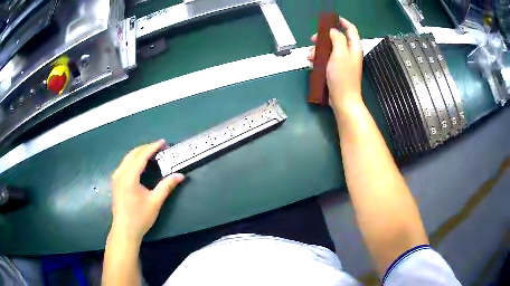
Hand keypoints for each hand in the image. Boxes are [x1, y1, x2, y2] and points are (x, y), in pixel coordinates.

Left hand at [110, 140, 184, 242]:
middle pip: (133, 154)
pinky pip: (125, 164)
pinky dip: (134, 160)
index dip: (152, 147)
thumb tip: (180, 175)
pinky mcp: (116, 181)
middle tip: (159, 147)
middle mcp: (120, 173)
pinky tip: (141, 164)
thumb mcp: (155, 202)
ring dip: (139, 153)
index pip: (141, 156)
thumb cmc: (140, 217)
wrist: (124, 230)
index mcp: (129, 176)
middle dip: (146, 148)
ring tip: (152, 153)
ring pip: (128, 158)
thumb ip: (167, 186)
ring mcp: (116, 177)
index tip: (163, 142)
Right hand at [308, 17, 363, 115]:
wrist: (343, 100)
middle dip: (324, 37)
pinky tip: (312, 62)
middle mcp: (349, 53)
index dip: (343, 22)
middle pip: (337, 38)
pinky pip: (327, 59)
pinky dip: (319, 58)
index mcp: (353, 48)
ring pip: (329, 48)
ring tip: (310, 56)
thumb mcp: (339, 54)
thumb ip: (337, 39)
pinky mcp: (336, 70)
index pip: (351, 30)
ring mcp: (342, 62)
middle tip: (313, 39)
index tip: (332, 19)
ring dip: (318, 49)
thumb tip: (333, 31)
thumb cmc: (342, 77)